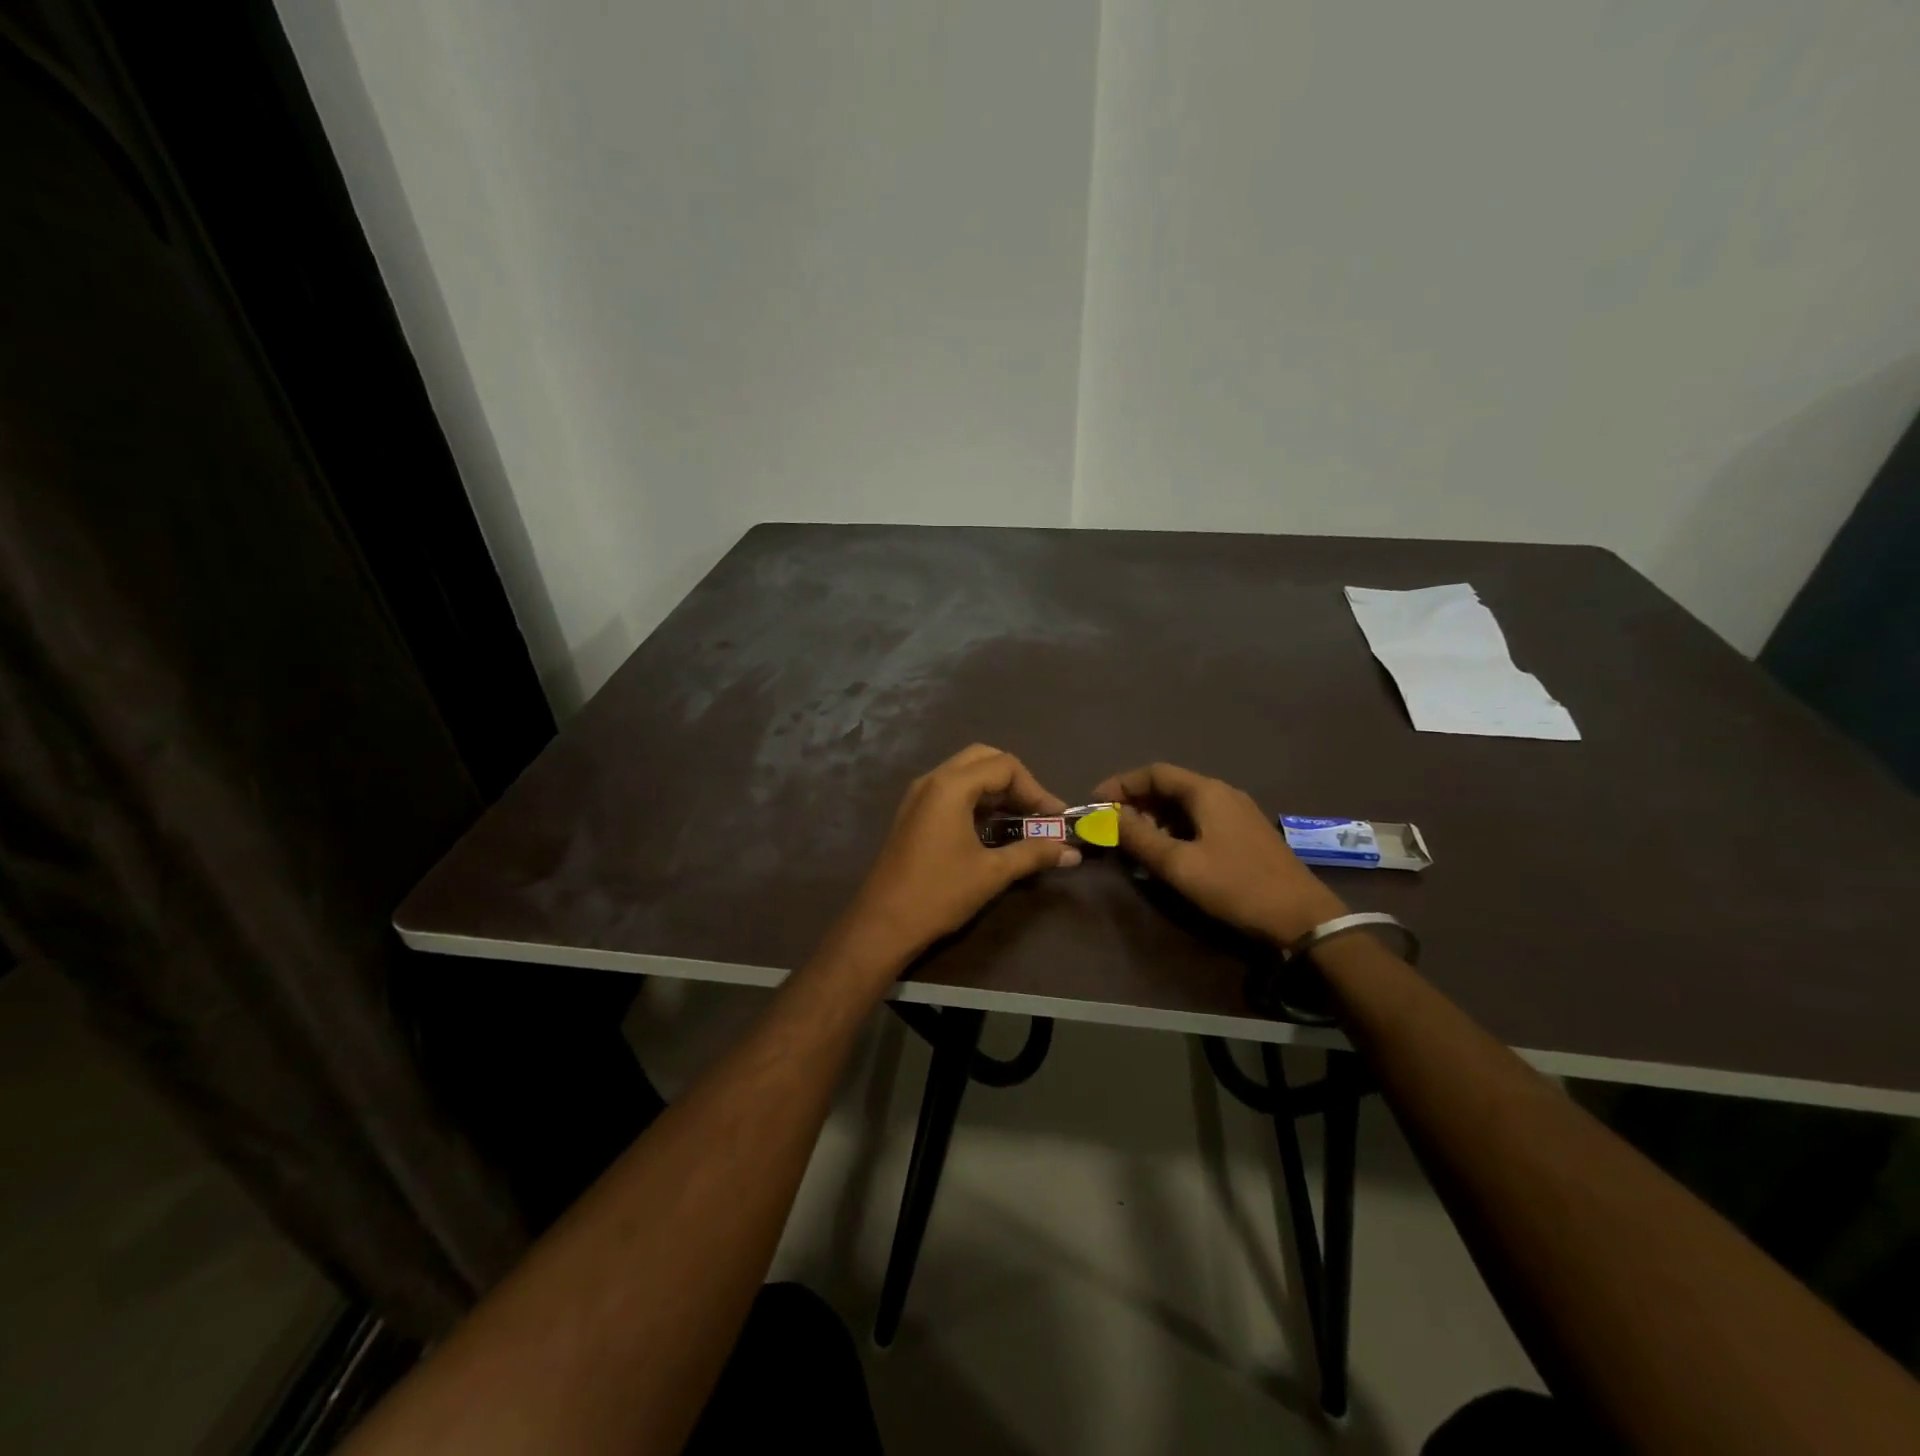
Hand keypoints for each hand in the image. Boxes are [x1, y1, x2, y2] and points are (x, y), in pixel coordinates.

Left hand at [833, 745, 1079, 975]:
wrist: (883, 924)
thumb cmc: (939, 893)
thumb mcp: (992, 873)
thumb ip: (1033, 854)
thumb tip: (1072, 852)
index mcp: (950, 786)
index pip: (1004, 766)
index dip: (1036, 789)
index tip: (1055, 818)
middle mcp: (932, 780)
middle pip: (984, 759)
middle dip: (1016, 782)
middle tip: (1036, 812)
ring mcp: (918, 795)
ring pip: (966, 773)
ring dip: (996, 791)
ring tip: (1021, 821)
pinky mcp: (913, 813)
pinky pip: (950, 791)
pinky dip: (976, 800)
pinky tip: (992, 830)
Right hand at [1092, 762, 1347, 944]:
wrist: (1303, 917)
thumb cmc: (1236, 885)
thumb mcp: (1179, 864)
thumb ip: (1139, 838)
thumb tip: (1107, 817)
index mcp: (1206, 792)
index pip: (1154, 772)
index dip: (1121, 784)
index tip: (1095, 804)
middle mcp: (1222, 793)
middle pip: (1169, 787)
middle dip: (1135, 803)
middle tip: (1111, 827)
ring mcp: (1237, 813)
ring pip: (1184, 805)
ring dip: (1154, 818)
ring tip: (1133, 843)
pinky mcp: (1245, 834)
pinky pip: (1200, 820)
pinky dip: (1175, 829)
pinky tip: (1166, 853)